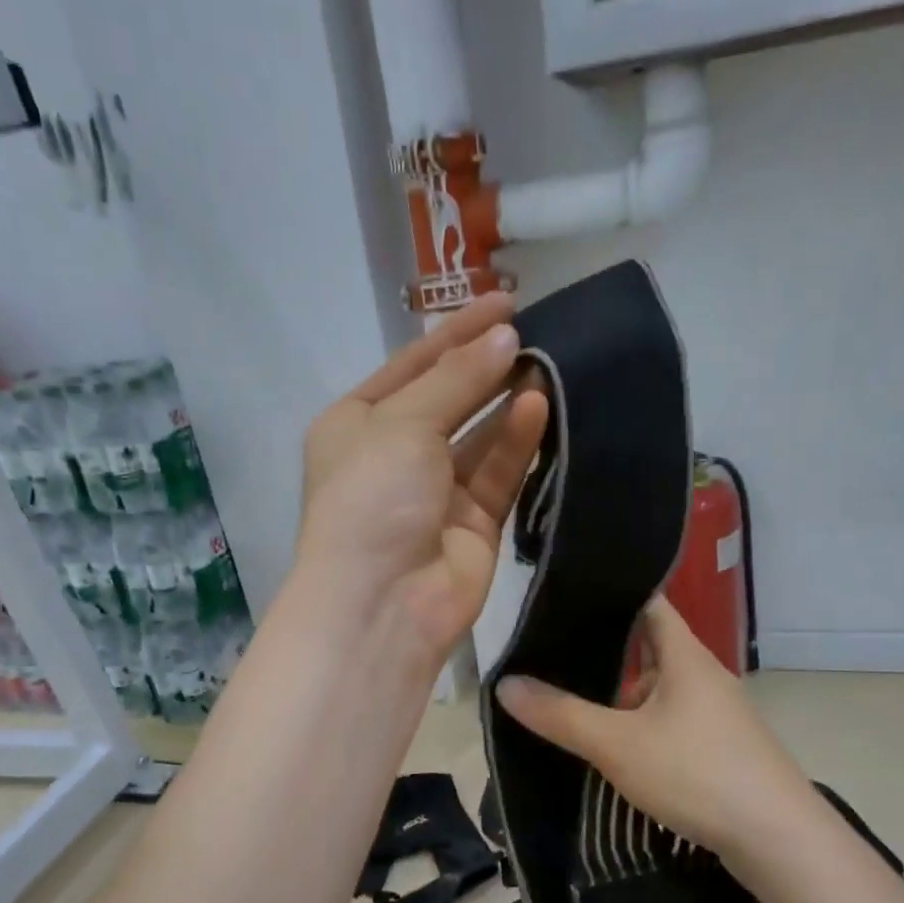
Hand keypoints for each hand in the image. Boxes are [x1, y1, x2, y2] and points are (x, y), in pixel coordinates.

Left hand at [296, 296, 548, 662]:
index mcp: (356, 424)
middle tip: (536, 329)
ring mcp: (434, 493)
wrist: (383, 602)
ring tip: (547, 363)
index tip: (506, 300)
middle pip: (447, 398)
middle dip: (485, 365)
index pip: (412, 365)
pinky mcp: (473, 524)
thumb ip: (456, 379)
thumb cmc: (373, 498)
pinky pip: (497, 474)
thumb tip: (506, 338)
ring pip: (479, 436)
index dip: (456, 332)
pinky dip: (516, 442)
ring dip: (507, 402)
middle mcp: (394, 455)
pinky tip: (539, 406)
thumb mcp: (402, 423)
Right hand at [495, 597, 814, 874]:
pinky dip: (638, 721)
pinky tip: (610, 740)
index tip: (564, 595)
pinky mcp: (719, 746)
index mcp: (686, 655)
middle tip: (549, 648)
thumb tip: (505, 684)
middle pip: (649, 645)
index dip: (609, 594)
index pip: (647, 602)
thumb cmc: (697, 773)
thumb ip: (560, 714)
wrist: (778, 840)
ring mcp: (715, 712)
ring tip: (567, 693)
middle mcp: (704, 674)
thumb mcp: (617, 744)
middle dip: (603, 648)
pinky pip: (669, 719)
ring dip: (620, 691)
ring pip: (658, 687)